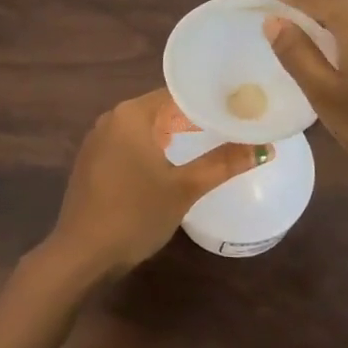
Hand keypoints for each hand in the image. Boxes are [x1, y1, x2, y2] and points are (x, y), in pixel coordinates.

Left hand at [45, 89, 266, 278]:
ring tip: (210, 140)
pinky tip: (173, 162)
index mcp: (131, 115)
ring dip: (175, 132)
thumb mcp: (184, 188)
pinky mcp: (93, 162)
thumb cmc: (134, 214)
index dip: (209, 99)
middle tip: (231, 124)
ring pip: (145, 127)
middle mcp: (111, 119)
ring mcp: (98, 141)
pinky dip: (154, 147)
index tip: (238, 106)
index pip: (177, 93)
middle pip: (161, 108)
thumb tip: (265, 148)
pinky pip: (130, 144)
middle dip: (194, 116)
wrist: (82, 254)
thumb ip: (223, 163)